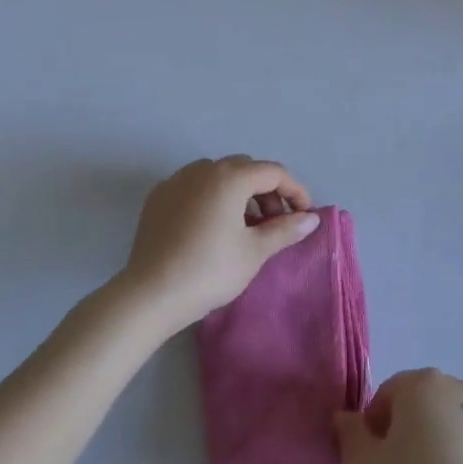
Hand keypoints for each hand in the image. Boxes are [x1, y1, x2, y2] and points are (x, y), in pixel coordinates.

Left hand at [109, 156, 318, 335]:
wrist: (150, 294)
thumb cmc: (210, 270)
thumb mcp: (255, 251)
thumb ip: (285, 229)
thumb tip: (311, 219)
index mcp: (230, 177)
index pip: (273, 172)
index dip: (295, 191)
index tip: (305, 215)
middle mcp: (202, 169)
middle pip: (246, 169)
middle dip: (267, 192)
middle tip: (275, 223)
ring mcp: (176, 181)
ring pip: (218, 176)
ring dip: (239, 193)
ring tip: (245, 227)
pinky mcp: (157, 198)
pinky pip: (195, 187)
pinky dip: (212, 198)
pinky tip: (213, 228)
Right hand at [335, 369, 462, 463]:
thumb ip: (350, 434)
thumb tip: (346, 417)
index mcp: (422, 384)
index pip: (386, 395)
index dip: (374, 427)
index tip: (375, 462)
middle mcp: (457, 388)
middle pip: (419, 404)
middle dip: (405, 430)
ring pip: (447, 423)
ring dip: (434, 442)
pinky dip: (461, 459)